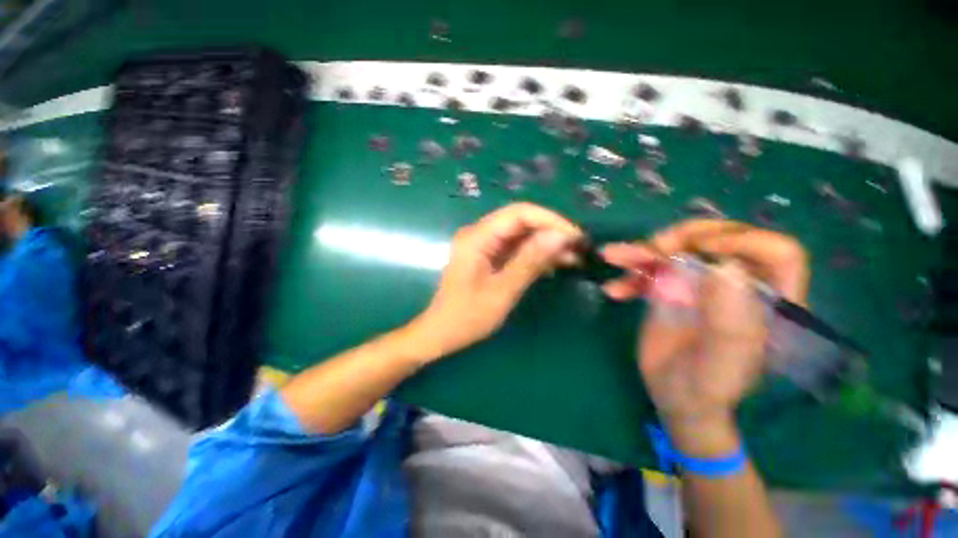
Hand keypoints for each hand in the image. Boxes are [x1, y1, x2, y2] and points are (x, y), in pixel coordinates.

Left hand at [408, 203, 582, 361]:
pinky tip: (555, 265)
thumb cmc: (467, 317)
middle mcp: (480, 234)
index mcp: (477, 237)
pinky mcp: (489, 257)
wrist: (441, 333)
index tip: (575, 236)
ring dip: (546, 244)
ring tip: (574, 257)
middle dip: (551, 232)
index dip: (550, 220)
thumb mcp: (502, 291)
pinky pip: (516, 249)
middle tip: (579, 248)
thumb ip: (530, 261)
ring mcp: (484, 245)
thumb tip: (561, 236)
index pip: (518, 213)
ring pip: (521, 235)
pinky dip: (535, 255)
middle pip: (521, 221)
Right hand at [601, 220, 808, 448]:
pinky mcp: (671, 289)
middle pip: (720, 239)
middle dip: (684, 238)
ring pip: (678, 249)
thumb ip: (729, 322)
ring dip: (643, 250)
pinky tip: (613, 289)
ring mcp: (700, 284)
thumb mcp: (720, 364)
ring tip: (614, 255)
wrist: (675, 395)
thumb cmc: (706, 387)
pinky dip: (629, 273)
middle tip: (653, 249)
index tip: (701, 250)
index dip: (745, 241)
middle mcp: (737, 285)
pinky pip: (651, 270)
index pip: (778, 254)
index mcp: (767, 302)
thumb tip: (725, 267)